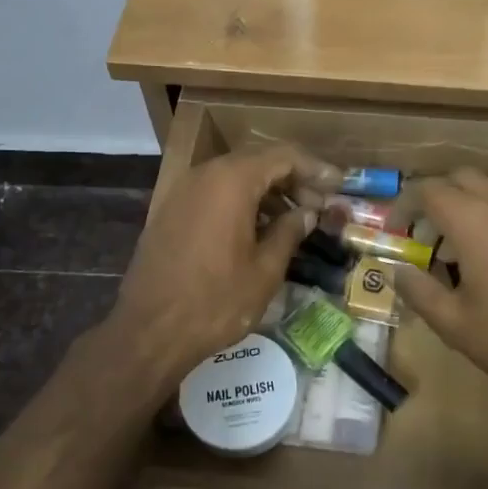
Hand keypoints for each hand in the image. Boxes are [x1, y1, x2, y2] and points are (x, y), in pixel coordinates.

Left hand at [105, 145, 341, 395]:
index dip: (314, 168)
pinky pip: (213, 193)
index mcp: (231, 181)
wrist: (148, 332)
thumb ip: (290, 231)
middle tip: (319, 205)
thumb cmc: (215, 301)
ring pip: (234, 177)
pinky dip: (240, 202)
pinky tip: (258, 229)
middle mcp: (204, 175)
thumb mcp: (265, 269)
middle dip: (292, 179)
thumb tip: (307, 212)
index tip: (338, 185)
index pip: (283, 156)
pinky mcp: (170, 212)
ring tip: (294, 218)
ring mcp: (182, 192)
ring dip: (267, 191)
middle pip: (257, 161)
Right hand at [392, 170, 487, 435]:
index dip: (403, 205)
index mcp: (473, 222)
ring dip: (464, 206)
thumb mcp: (454, 323)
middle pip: (460, 178)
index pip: (428, 190)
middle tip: (423, 234)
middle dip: (435, 197)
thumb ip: (418, 290)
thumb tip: (397, 270)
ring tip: (454, 251)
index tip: (393, 230)